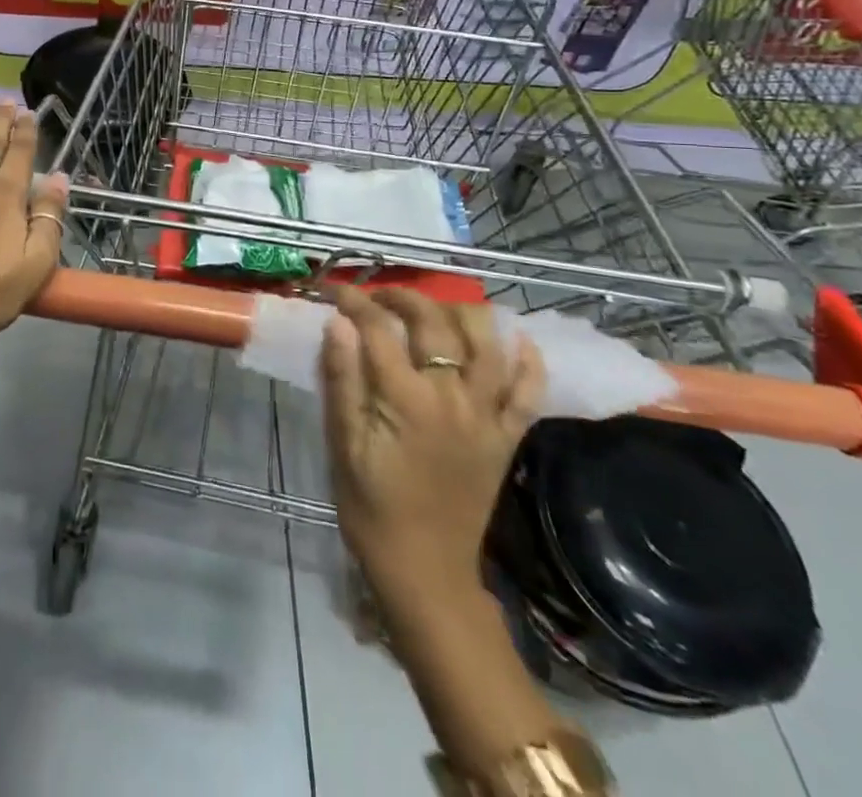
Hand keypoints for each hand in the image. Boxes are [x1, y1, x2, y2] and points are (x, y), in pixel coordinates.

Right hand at [319, 287, 542, 608]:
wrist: (425, 572)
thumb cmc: (372, 508)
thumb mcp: (343, 445)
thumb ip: (342, 380)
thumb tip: (337, 323)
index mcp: (406, 400)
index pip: (377, 329)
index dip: (353, 301)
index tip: (333, 289)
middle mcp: (453, 398)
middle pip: (433, 324)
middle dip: (402, 297)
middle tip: (377, 295)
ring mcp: (486, 417)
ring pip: (487, 345)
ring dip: (462, 314)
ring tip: (436, 308)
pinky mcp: (506, 438)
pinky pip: (528, 393)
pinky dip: (528, 363)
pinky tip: (518, 340)